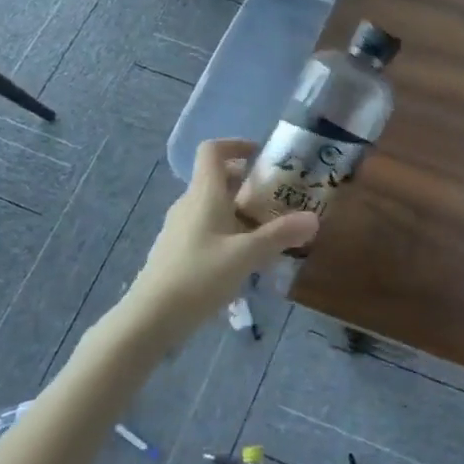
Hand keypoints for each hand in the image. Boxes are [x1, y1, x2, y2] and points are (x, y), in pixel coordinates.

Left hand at [118, 139, 317, 345]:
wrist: (149, 319)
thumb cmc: (198, 276)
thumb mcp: (246, 255)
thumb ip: (280, 235)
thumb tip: (314, 219)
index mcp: (203, 194)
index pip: (212, 150)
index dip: (236, 144)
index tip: (262, 156)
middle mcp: (189, 204)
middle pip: (217, 179)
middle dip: (248, 183)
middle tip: (277, 197)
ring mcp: (179, 228)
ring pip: (213, 206)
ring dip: (240, 210)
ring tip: (268, 229)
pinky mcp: (176, 251)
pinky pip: (206, 228)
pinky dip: (228, 232)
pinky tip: (244, 259)